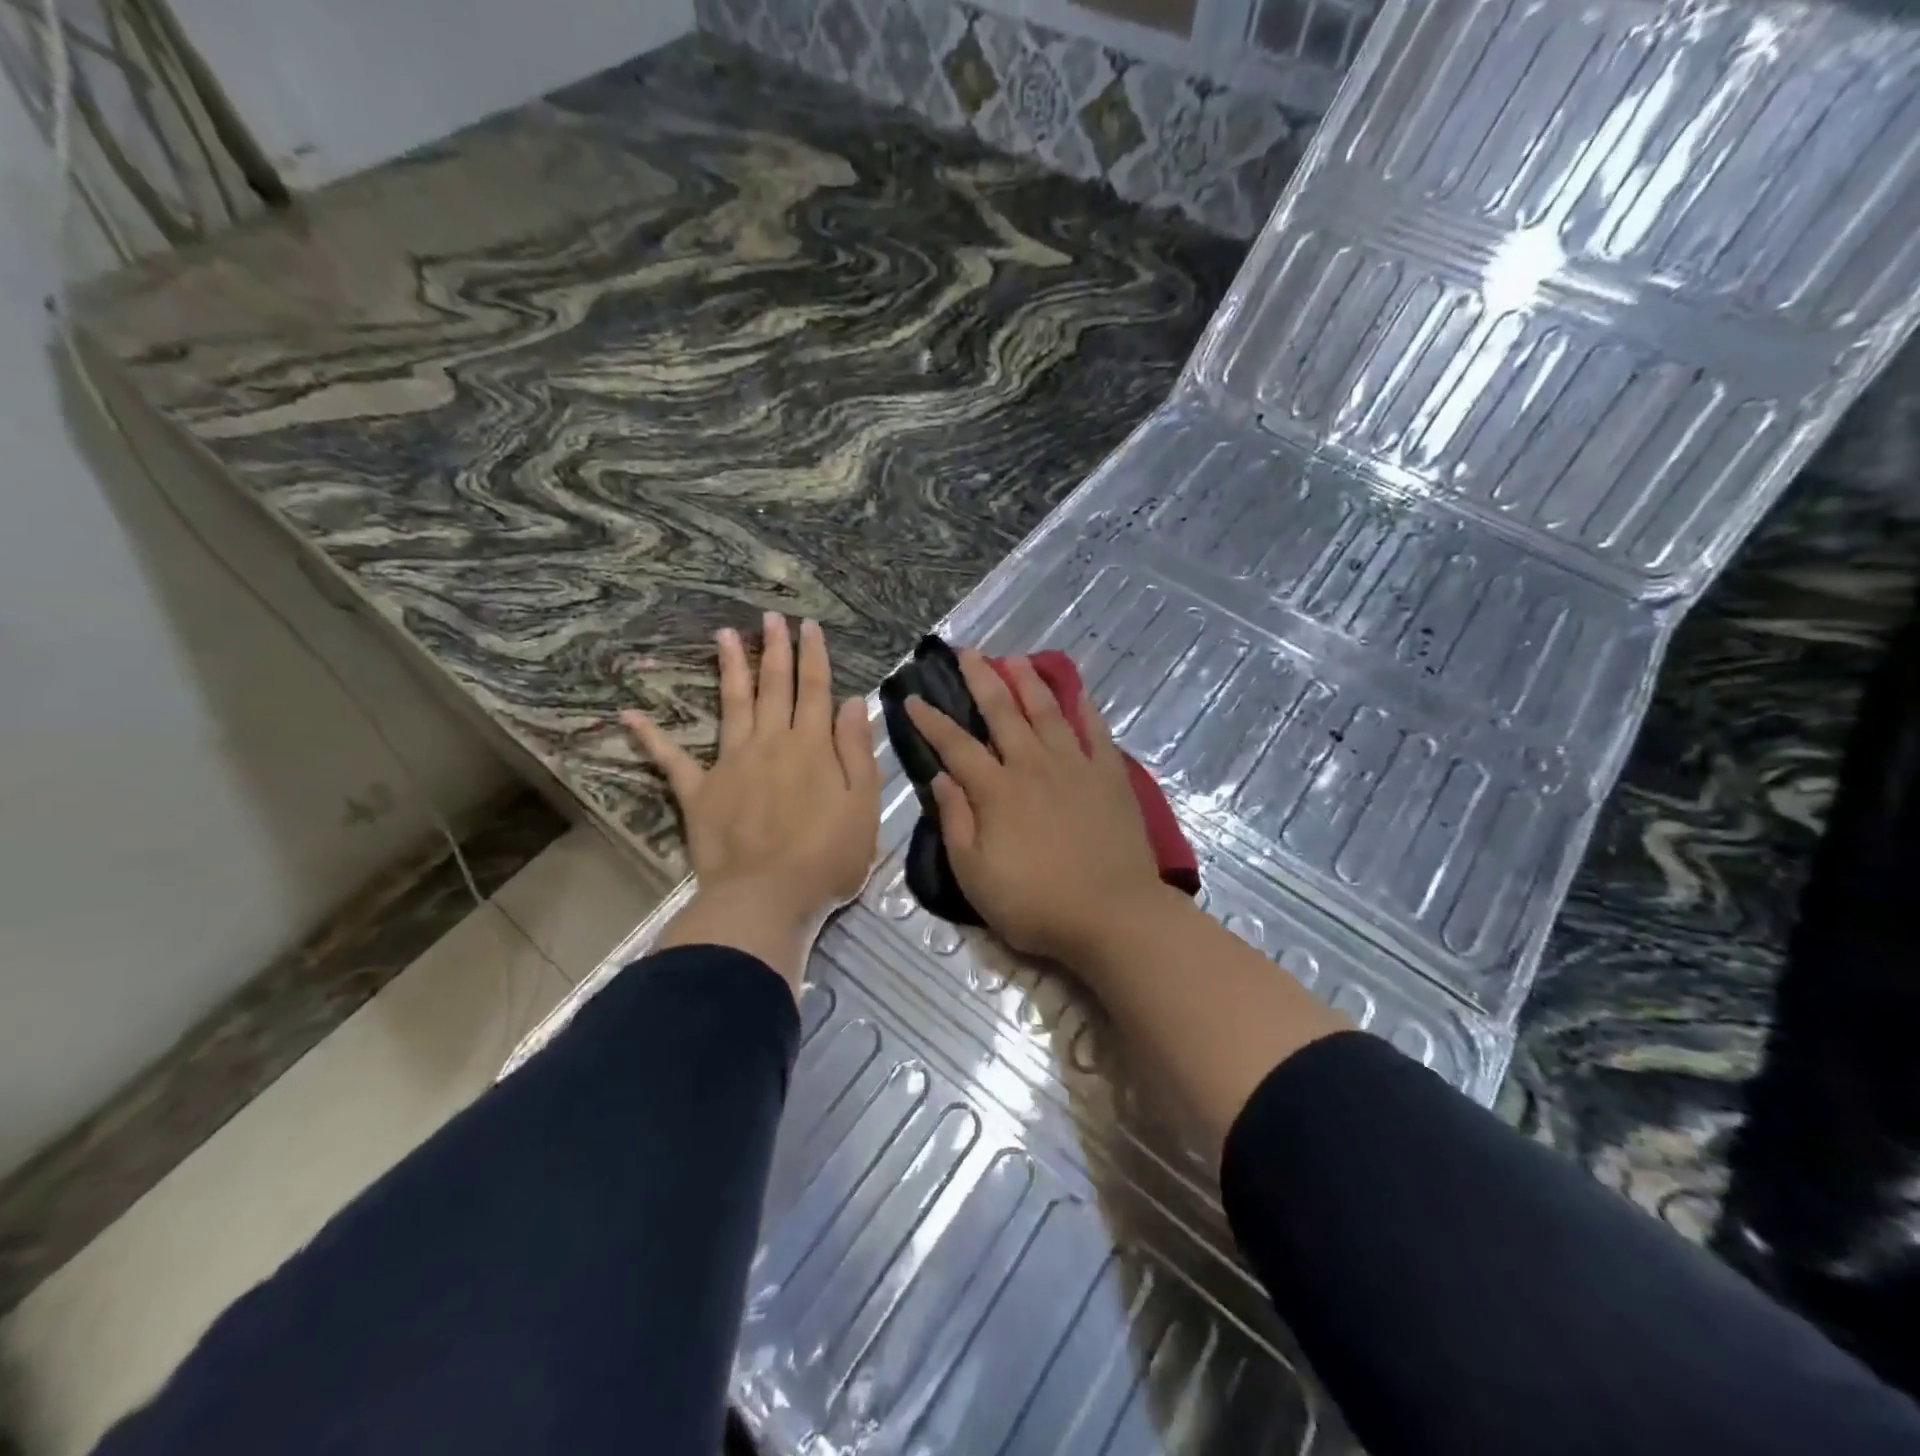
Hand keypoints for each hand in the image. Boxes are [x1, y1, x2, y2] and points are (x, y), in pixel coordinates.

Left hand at [622, 614, 879, 988]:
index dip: (813, 655)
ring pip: (731, 705)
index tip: (807, 626)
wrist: (766, 898)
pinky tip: (629, 713)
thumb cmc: (826, 857)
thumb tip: (852, 702)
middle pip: (773, 687)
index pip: (815, 690)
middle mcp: (771, 743)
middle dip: (774, 649)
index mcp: (812, 747)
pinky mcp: (699, 792)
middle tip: (769, 617)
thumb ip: (856, 751)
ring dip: (729, 668)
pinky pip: (672, 759)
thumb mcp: (863, 806)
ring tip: (724, 635)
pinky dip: (651, 736)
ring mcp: (731, 764)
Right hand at [904, 649, 1174, 966]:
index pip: (955, 745)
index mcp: (995, 791)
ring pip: (1047, 712)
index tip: (912, 697)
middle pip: (1002, 712)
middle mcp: (1032, 766)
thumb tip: (940, 778)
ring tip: (1014, 659)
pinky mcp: (1109, 776)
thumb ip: (955, 822)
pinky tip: (1076, 692)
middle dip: (981, 680)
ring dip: (1027, 682)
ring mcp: (1074, 767)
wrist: (1111, 915)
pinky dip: (1084, 708)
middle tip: (966, 652)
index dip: (931, 720)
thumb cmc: (1035, 903)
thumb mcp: (974, 875)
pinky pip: (1095, 731)